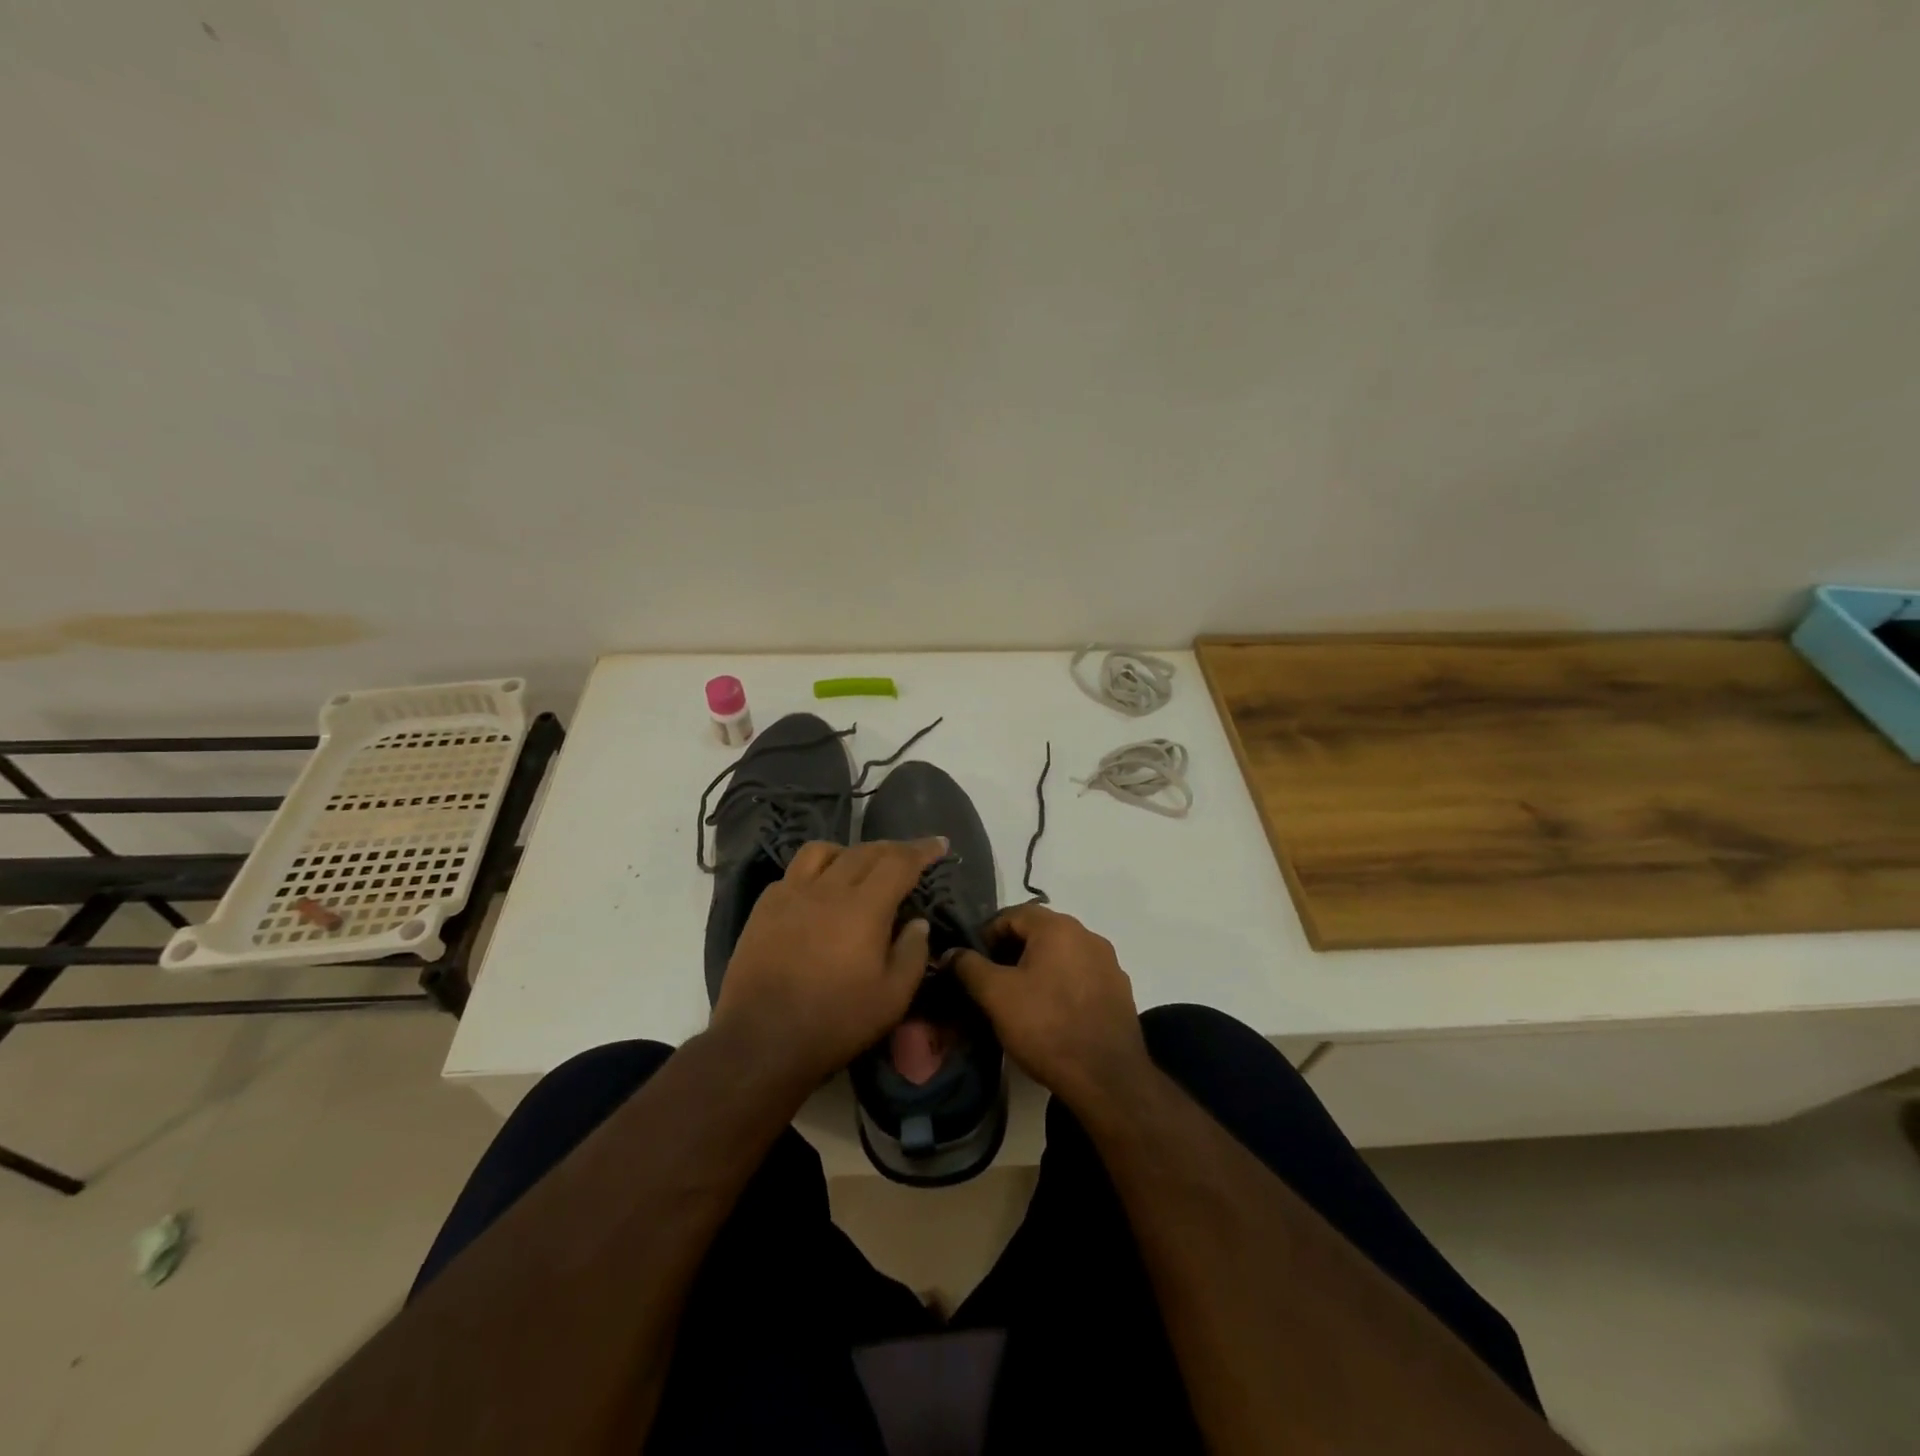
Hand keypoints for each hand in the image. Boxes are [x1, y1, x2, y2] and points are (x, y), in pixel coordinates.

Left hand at [711, 837, 944, 1094]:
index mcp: (863, 907)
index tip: (940, 843)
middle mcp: (827, 889)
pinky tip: (818, 891)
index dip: (922, 850)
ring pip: (822, 850)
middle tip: (910, 855)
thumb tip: (917, 922)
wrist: (760, 1041)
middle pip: (864, 851)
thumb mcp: (892, 998)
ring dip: (849, 851)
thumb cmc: (835, 1022)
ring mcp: (790, 894)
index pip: (899, 862)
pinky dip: (815, 871)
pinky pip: (793, 872)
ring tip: (859, 867)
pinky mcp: (764, 908)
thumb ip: (912, 953)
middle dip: (893, 848)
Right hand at [948, 904, 1149, 1109]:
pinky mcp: (1119, 991)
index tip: (972, 963)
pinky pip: (1081, 976)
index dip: (986, 934)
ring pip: (1061, 954)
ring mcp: (1108, 963)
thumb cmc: (1046, 1027)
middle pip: (1039, 932)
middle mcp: (1088, 935)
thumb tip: (951, 952)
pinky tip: (1051, 1014)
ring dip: (1037, 968)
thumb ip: (969, 967)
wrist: (1107, 1079)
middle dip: (1011, 951)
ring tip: (1019, 1000)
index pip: (1013, 914)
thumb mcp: (996, 995)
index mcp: (1059, 927)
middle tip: (991, 982)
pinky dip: (1061, 985)